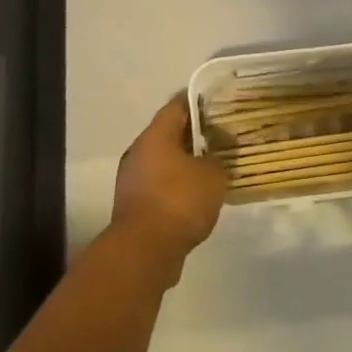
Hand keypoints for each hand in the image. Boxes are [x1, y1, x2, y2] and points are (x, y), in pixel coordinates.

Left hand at [110, 93, 228, 279]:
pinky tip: (196, 195)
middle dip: (193, 134)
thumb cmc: (179, 201)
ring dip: (184, 162)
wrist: (144, 251)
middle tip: (219, 136)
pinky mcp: (133, 205)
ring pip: (163, 160)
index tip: (216, 102)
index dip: (197, 101)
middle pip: (168, 133)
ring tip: (211, 167)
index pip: (176, 105)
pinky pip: (159, 184)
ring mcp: (132, 179)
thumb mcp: (213, 176)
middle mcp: (138, 151)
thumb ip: (218, 158)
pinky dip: (176, 185)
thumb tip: (217, 153)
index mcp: (155, 135)